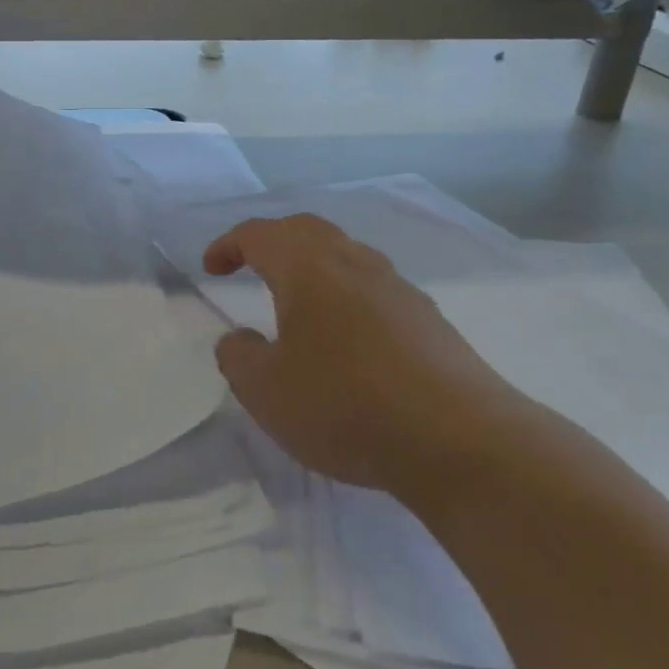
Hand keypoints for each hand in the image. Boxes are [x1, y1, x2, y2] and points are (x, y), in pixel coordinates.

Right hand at [203, 215, 523, 498]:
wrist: (457, 438)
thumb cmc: (344, 404)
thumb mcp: (266, 391)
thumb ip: (240, 358)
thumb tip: (239, 339)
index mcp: (309, 268)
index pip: (260, 234)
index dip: (229, 245)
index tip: (211, 268)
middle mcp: (355, 263)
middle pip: (307, 230)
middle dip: (273, 242)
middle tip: (250, 265)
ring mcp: (398, 288)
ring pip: (346, 255)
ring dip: (313, 266)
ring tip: (298, 301)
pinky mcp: (428, 319)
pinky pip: (374, 288)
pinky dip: (346, 295)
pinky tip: (348, 337)